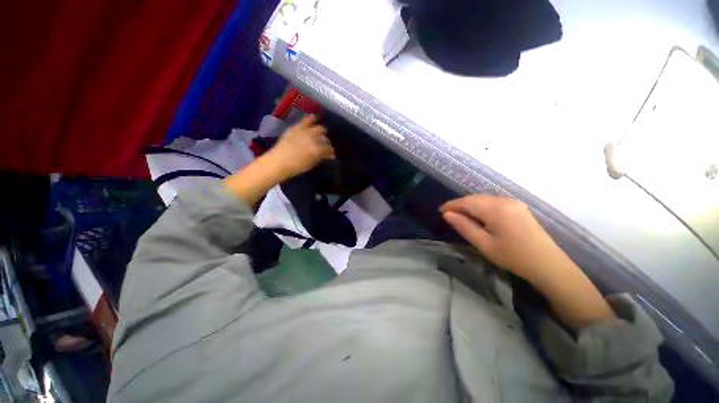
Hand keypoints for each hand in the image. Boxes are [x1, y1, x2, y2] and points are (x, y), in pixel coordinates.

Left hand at [267, 115, 334, 179]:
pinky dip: (312, 119)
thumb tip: (327, 154)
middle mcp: (315, 139)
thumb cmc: (297, 166)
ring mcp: (306, 131)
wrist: (279, 161)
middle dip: (327, 141)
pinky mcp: (298, 127)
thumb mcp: (312, 164)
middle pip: (326, 137)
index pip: (330, 149)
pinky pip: (307, 119)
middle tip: (325, 145)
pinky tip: (314, 119)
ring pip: (320, 128)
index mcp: (319, 150)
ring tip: (321, 133)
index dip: (331, 152)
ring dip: (322, 132)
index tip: (330, 155)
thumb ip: (321, 157)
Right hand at [440, 195, 574, 283]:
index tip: (440, 211)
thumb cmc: (513, 257)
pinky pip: (493, 202)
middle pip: (475, 198)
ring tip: (460, 216)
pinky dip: (481, 206)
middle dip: (460, 204)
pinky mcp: (518, 207)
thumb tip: (447, 214)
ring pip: (484, 199)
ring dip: (470, 205)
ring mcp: (513, 203)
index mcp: (495, 209)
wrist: (548, 265)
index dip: (451, 205)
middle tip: (448, 215)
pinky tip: (478, 216)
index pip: (466, 202)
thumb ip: (464, 226)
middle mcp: (504, 201)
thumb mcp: (484, 244)